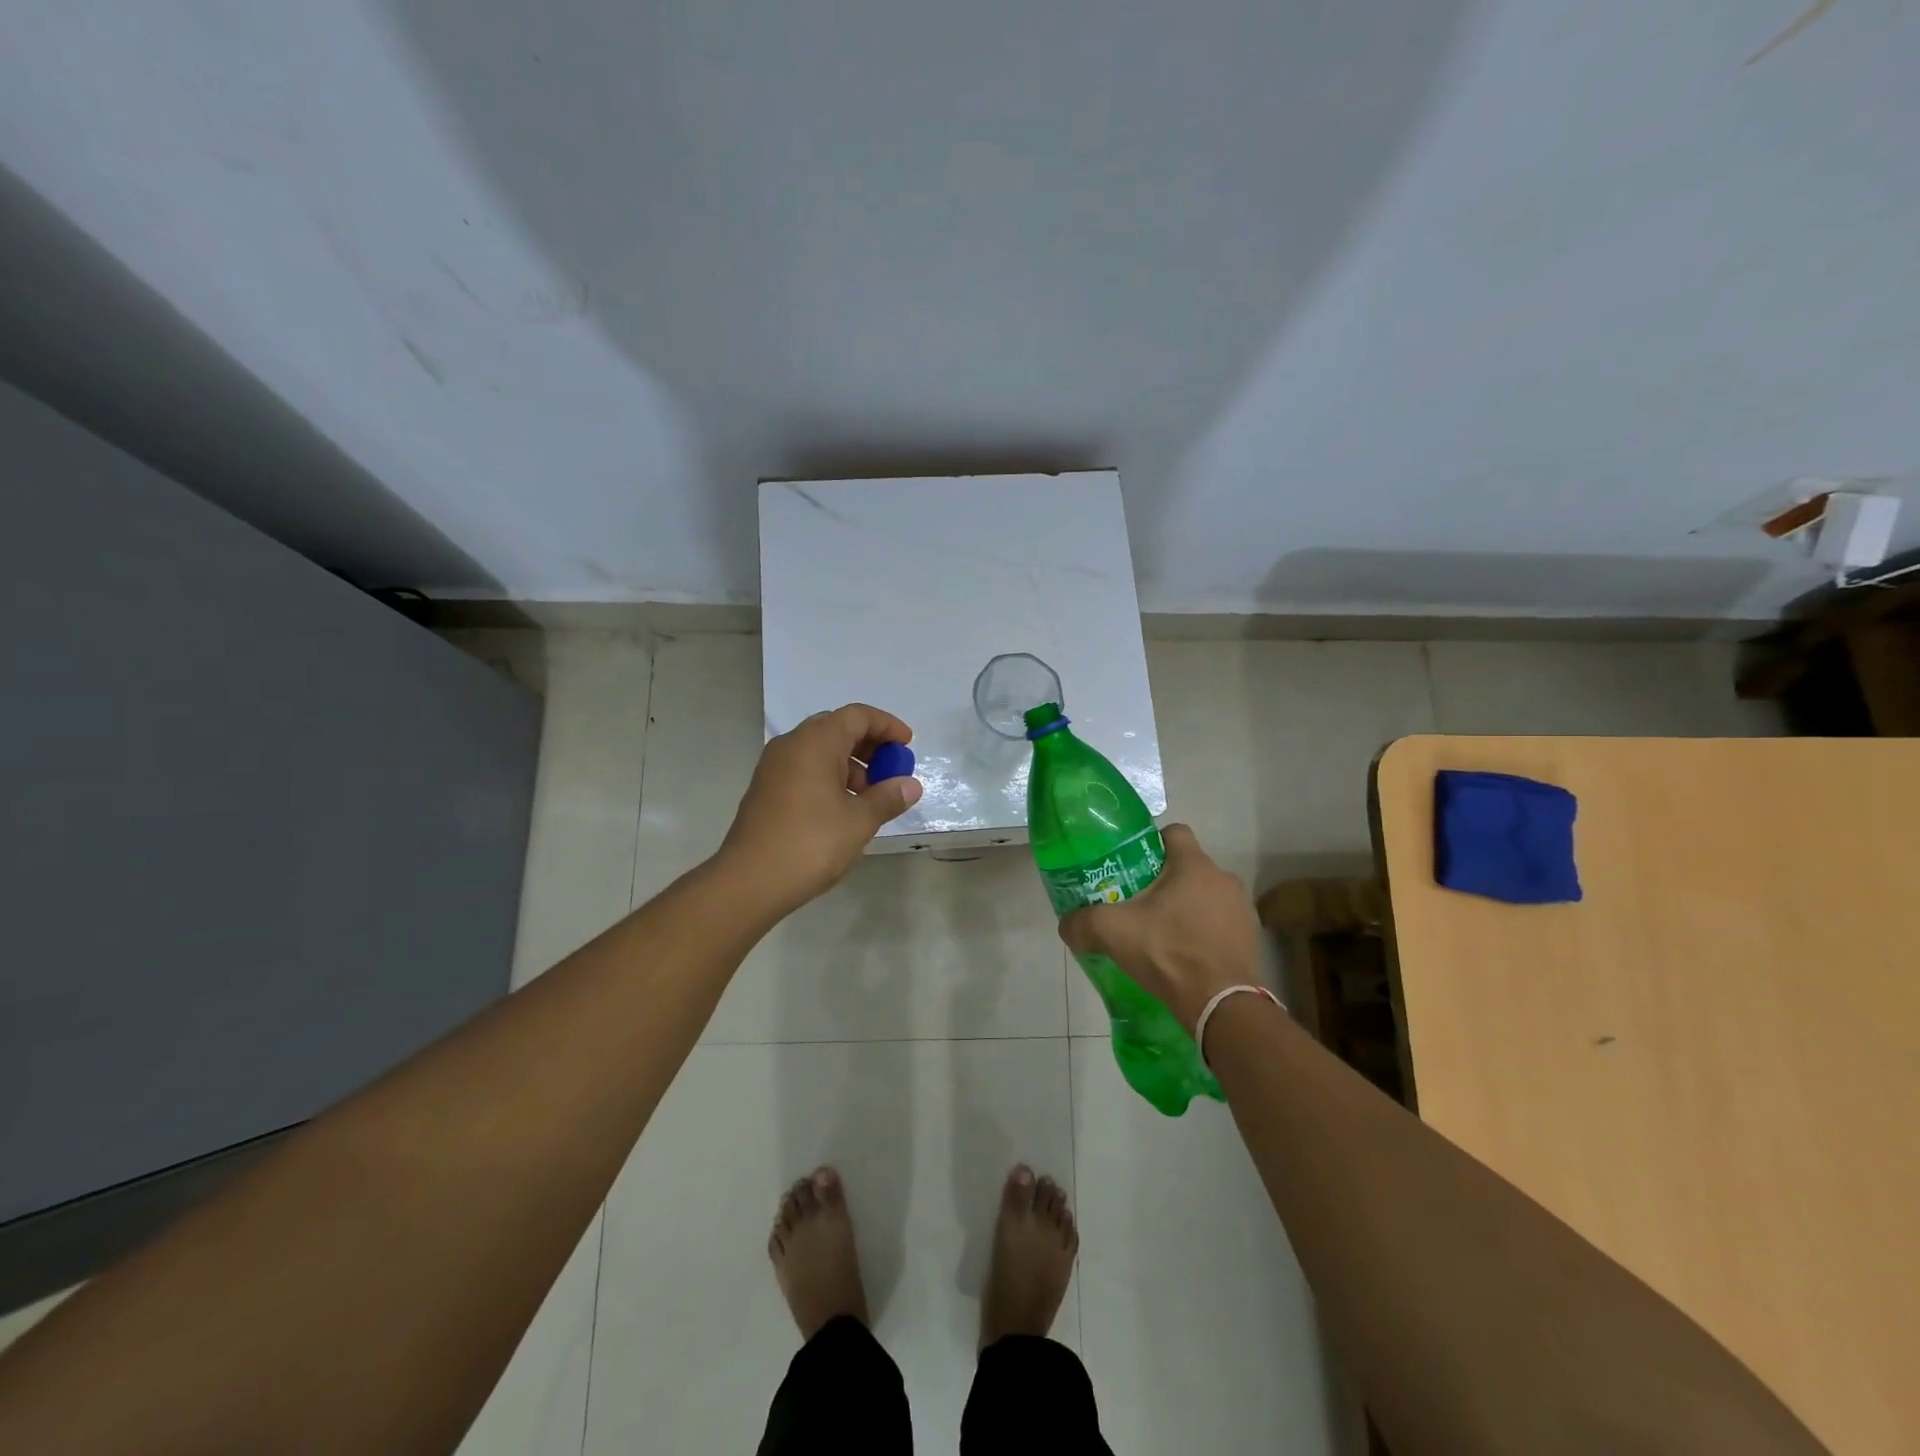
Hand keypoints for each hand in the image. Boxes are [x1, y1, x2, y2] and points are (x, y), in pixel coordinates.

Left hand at [720, 704, 922, 914]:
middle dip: (869, 745)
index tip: (907, 746)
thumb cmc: (810, 844)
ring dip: (850, 764)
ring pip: (820, 750)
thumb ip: (888, 797)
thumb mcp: (859, 821)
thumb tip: (910, 785)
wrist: (749, 882)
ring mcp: (774, 766)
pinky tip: (843, 808)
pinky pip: (805, 768)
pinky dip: (829, 777)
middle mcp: (792, 745)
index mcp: (815, 742)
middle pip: (837, 728)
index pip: (858, 716)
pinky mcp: (766, 788)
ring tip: (870, 797)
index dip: (887, 726)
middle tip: (891, 770)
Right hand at [1058, 824, 1259, 1031]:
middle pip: (1187, 867)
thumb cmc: (1169, 953)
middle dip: (1163, 881)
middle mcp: (1223, 878)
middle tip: (1137, 903)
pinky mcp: (1250, 938)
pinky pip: (1219, 922)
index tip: (1132, 864)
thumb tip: (1067, 925)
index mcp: (1193, 865)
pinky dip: (1202, 931)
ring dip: (1185, 907)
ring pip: (1204, 895)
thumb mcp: (1114, 933)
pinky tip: (1184, 954)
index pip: (1174, 832)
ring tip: (1160, 932)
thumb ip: (1083, 922)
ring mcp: (1241, 909)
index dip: (1151, 843)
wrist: (1222, 1006)